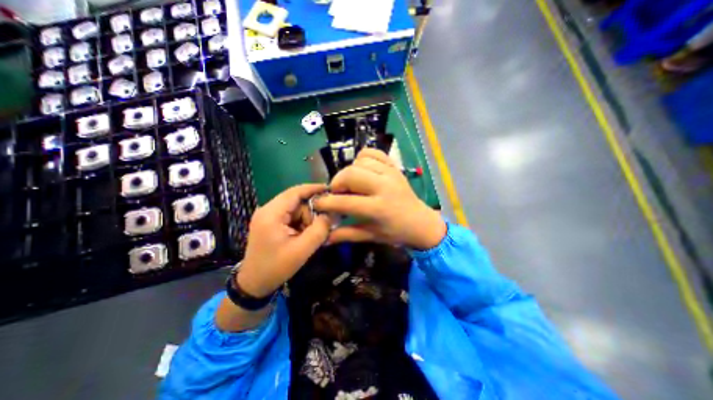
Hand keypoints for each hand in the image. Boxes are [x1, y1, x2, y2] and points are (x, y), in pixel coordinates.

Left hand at [236, 183, 330, 297]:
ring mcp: (268, 216)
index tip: (330, 189)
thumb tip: (330, 214)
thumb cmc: (276, 267)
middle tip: (323, 225)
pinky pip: (291, 216)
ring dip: (307, 219)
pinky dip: (301, 223)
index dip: (313, 188)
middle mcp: (268, 210)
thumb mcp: (302, 250)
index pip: (295, 192)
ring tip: (312, 235)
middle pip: (296, 202)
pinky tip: (305, 235)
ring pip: (295, 209)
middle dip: (312, 212)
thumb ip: (319, 230)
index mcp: (272, 214)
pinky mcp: (270, 223)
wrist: (254, 284)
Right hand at [313, 149, 443, 248]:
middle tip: (337, 192)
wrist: (420, 222)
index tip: (318, 203)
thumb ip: (345, 235)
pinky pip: (373, 152)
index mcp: (378, 208)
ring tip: (352, 184)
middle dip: (337, 183)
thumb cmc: (395, 232)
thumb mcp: (370, 236)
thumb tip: (323, 238)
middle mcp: (384, 187)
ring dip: (350, 172)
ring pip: (360, 161)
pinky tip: (362, 170)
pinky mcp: (394, 166)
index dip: (326, 202)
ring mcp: (391, 173)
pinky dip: (363, 158)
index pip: (345, 201)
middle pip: (350, 174)